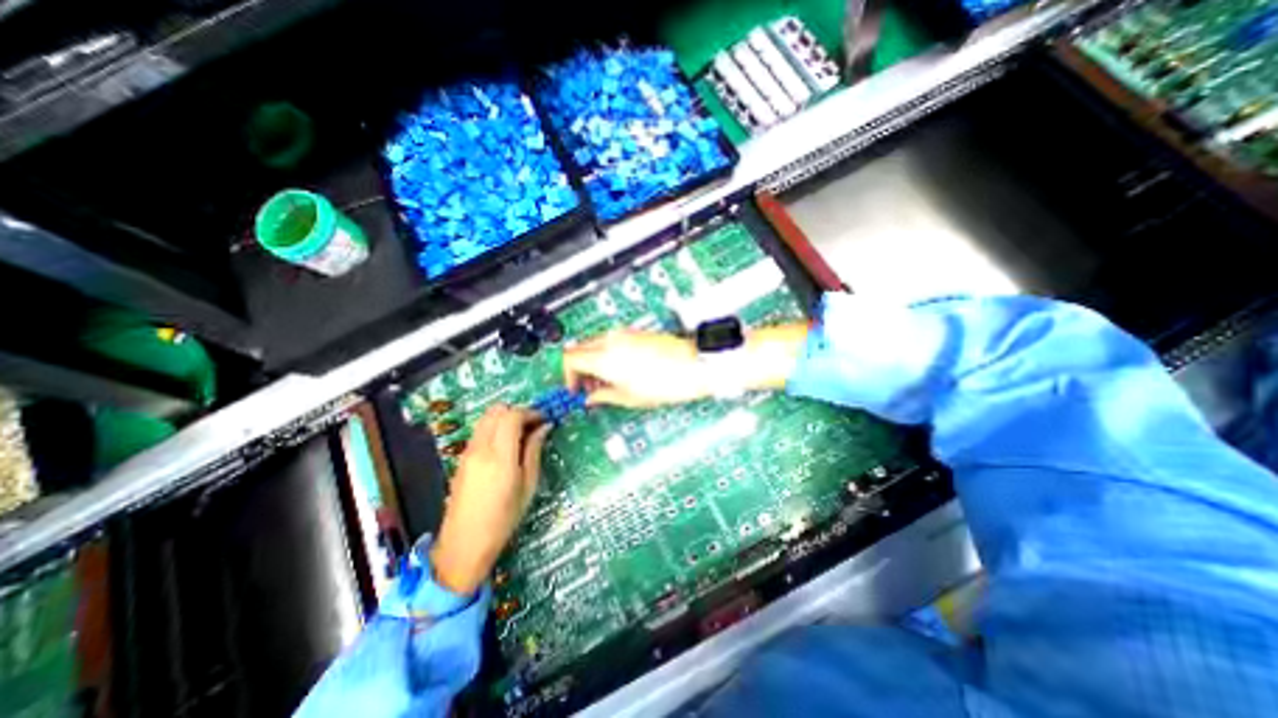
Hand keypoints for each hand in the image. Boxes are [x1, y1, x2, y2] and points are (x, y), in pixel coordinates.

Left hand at [433, 405, 550, 592]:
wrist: (464, 544)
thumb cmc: (503, 519)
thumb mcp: (528, 486)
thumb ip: (534, 451)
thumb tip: (544, 427)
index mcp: (500, 456)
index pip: (513, 416)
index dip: (531, 412)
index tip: (544, 420)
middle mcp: (480, 447)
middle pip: (497, 410)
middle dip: (517, 411)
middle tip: (533, 425)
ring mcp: (467, 451)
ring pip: (486, 417)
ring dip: (504, 418)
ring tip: (520, 434)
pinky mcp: (461, 458)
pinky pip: (479, 430)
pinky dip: (494, 427)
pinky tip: (506, 445)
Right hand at [564, 332, 713, 407]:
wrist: (694, 366)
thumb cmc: (667, 383)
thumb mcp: (630, 397)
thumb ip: (604, 396)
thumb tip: (591, 398)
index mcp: (605, 358)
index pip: (569, 359)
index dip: (567, 376)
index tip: (575, 389)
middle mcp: (611, 340)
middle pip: (578, 348)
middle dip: (578, 368)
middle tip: (587, 387)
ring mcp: (624, 334)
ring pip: (593, 343)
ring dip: (591, 360)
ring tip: (605, 381)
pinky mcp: (635, 332)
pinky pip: (610, 340)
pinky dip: (606, 353)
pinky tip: (618, 369)